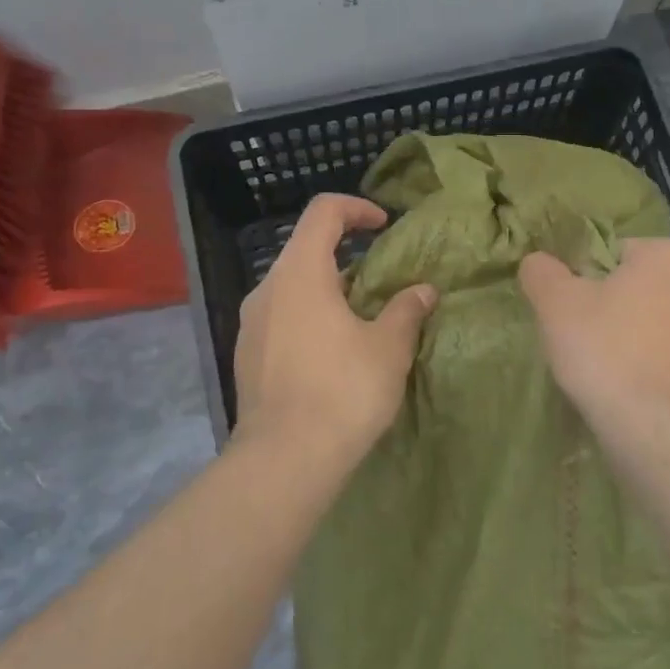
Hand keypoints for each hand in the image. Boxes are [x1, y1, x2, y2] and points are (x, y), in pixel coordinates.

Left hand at [234, 194, 437, 467]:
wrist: (284, 460)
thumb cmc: (342, 391)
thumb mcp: (388, 348)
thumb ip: (406, 310)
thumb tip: (423, 290)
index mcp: (300, 273)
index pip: (323, 212)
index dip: (357, 208)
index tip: (384, 225)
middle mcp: (267, 289)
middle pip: (305, 249)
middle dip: (346, 255)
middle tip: (380, 280)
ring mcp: (250, 325)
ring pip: (292, 287)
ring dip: (327, 290)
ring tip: (361, 319)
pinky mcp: (246, 357)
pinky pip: (280, 319)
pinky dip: (309, 317)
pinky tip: (332, 353)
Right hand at [518, 239, 669, 430]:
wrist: (659, 429)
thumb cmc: (606, 350)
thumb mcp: (555, 303)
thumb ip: (542, 271)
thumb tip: (538, 262)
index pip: (619, 254)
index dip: (590, 280)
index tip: (576, 312)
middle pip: (646, 288)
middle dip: (621, 308)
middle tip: (590, 341)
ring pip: (667, 324)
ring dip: (644, 338)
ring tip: (614, 371)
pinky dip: (663, 370)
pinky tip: (640, 392)